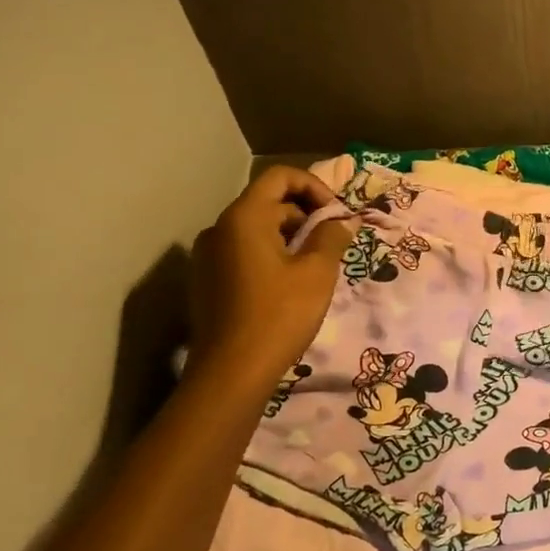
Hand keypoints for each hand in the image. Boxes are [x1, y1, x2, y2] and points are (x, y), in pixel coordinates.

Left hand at [189, 167, 353, 387]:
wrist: (230, 373)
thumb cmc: (279, 315)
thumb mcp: (317, 272)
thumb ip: (332, 236)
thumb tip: (342, 221)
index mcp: (243, 218)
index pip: (280, 177)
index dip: (315, 187)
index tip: (337, 214)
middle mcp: (219, 229)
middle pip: (269, 202)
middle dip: (306, 215)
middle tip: (335, 242)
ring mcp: (208, 256)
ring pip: (257, 229)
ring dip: (291, 237)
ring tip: (317, 266)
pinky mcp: (207, 281)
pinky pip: (244, 252)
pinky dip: (272, 255)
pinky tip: (291, 285)